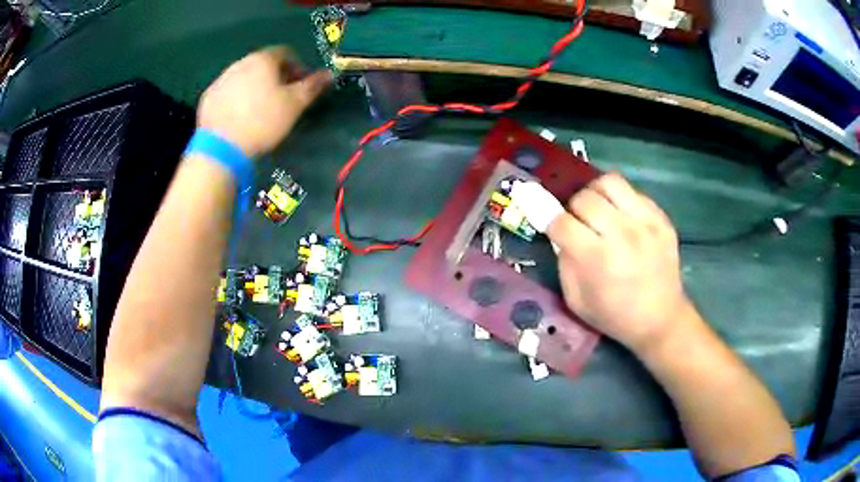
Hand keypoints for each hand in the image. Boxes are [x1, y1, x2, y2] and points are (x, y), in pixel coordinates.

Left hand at [197, 46, 331, 157]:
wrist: (222, 148)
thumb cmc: (263, 121)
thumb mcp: (295, 104)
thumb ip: (313, 86)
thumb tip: (329, 74)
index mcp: (263, 60)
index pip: (285, 53)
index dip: (297, 67)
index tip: (301, 85)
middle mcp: (240, 63)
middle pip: (263, 64)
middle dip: (275, 77)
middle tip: (282, 98)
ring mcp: (221, 80)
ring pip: (244, 77)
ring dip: (254, 87)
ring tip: (260, 110)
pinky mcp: (208, 98)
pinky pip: (227, 92)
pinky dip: (236, 99)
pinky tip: (240, 118)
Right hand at [546, 172, 693, 352]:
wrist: (660, 319)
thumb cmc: (614, 315)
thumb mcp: (576, 300)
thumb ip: (564, 262)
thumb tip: (559, 231)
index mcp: (597, 259)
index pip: (561, 221)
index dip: (547, 218)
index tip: (547, 220)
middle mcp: (622, 234)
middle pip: (584, 198)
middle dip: (573, 209)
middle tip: (579, 223)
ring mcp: (646, 222)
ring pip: (609, 182)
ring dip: (596, 193)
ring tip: (599, 209)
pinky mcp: (661, 218)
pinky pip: (633, 191)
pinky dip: (621, 200)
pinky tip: (623, 217)